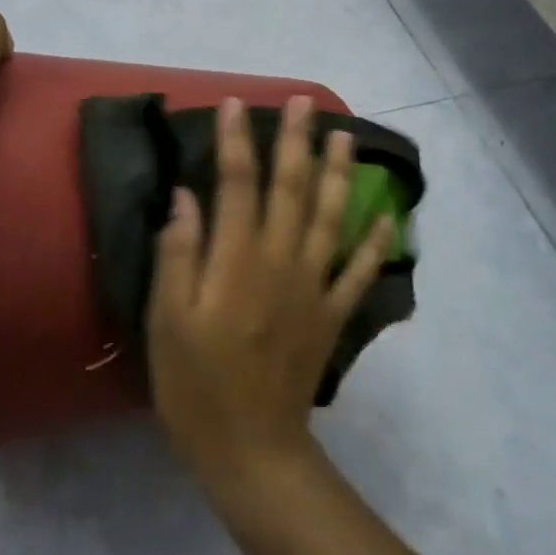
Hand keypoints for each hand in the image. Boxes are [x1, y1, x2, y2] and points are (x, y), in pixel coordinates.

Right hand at [148, 96, 395, 495]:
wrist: (251, 452)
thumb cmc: (195, 386)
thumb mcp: (167, 321)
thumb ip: (178, 254)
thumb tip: (185, 196)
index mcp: (237, 261)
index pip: (238, 184)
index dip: (237, 141)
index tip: (234, 104)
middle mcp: (281, 262)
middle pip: (291, 189)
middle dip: (295, 142)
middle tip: (300, 102)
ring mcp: (313, 288)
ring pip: (331, 218)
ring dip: (339, 174)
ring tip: (345, 136)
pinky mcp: (331, 315)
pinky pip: (360, 272)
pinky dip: (376, 241)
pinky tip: (388, 214)